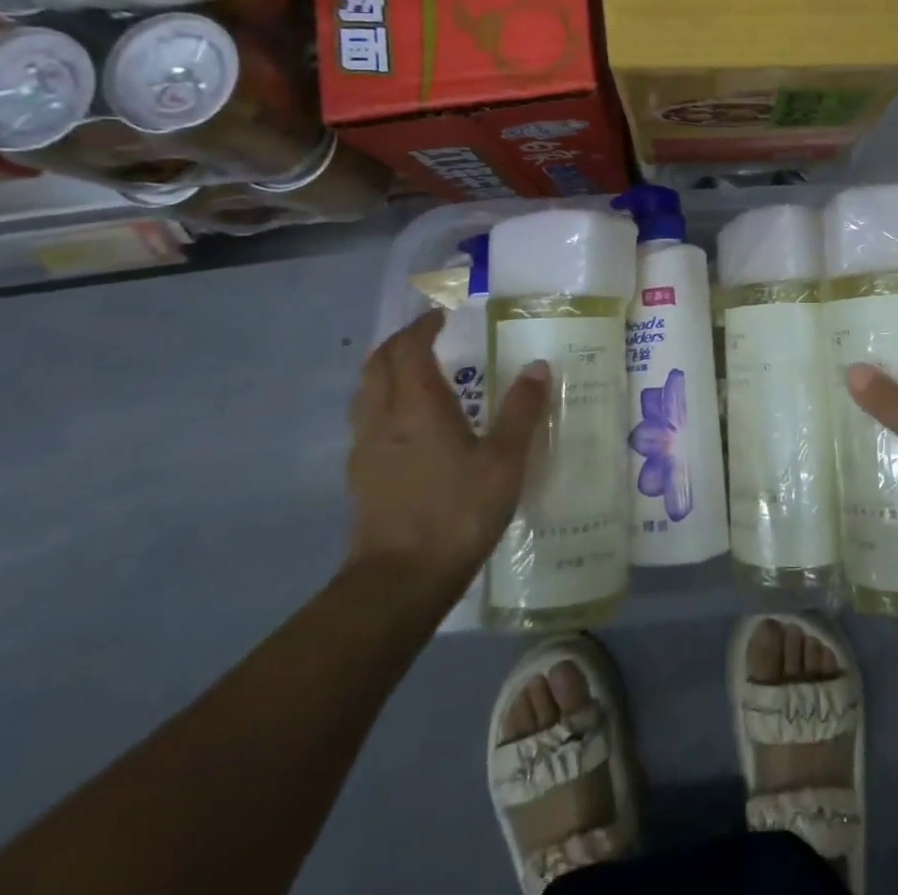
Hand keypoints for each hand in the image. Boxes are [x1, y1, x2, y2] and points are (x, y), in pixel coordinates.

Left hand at [346, 311, 549, 586]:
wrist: (400, 581)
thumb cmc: (457, 512)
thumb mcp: (505, 460)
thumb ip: (521, 411)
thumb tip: (537, 367)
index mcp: (417, 405)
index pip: (408, 348)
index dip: (422, 327)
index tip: (441, 317)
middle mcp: (383, 417)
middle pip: (378, 364)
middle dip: (400, 343)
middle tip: (427, 338)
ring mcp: (365, 448)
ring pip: (365, 393)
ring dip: (386, 372)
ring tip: (414, 375)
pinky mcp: (360, 477)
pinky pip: (365, 422)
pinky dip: (382, 405)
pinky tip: (405, 427)